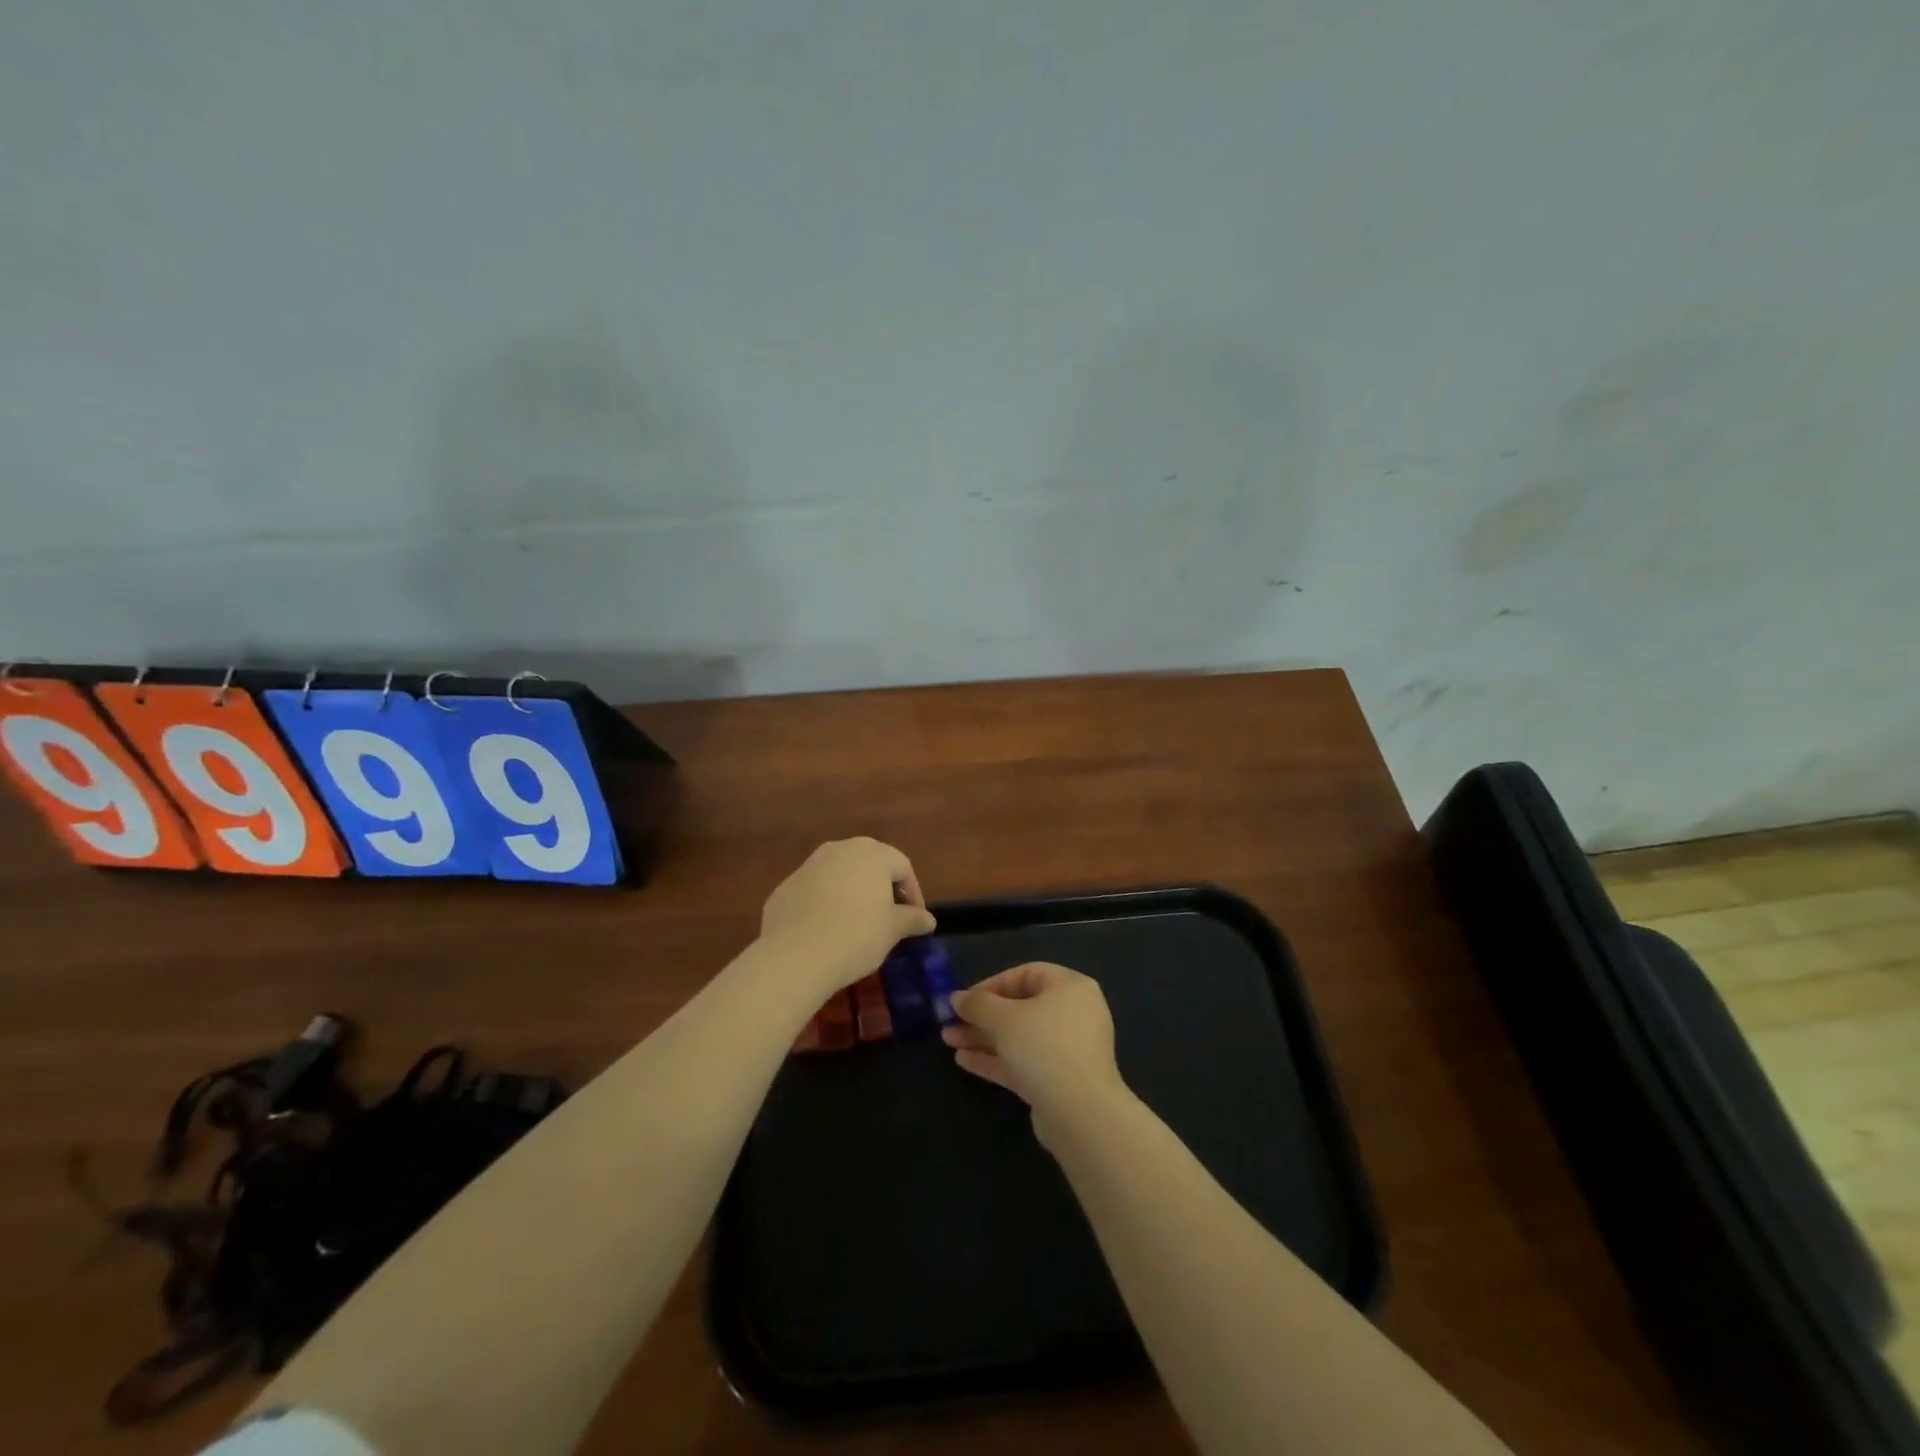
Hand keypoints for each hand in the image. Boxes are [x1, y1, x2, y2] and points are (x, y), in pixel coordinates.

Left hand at [759, 838, 935, 995]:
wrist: (795, 955)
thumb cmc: (856, 936)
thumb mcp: (892, 930)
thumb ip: (912, 919)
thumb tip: (928, 919)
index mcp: (872, 854)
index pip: (902, 867)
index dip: (913, 894)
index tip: (915, 920)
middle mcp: (841, 849)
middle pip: (871, 863)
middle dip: (883, 888)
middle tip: (889, 917)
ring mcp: (810, 864)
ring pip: (841, 874)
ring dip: (853, 892)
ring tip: (857, 923)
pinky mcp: (787, 885)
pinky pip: (816, 889)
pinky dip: (826, 903)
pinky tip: (827, 930)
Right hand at [942, 962, 1127, 1145]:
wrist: (1080, 1113)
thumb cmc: (1044, 1047)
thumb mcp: (1004, 1018)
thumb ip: (977, 1004)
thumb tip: (956, 997)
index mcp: (1070, 987)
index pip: (1026, 974)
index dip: (992, 984)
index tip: (965, 999)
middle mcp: (1073, 1013)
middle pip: (1021, 1007)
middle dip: (983, 1016)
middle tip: (950, 1021)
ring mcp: (1068, 1049)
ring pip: (1019, 1037)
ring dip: (984, 1038)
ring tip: (948, 1041)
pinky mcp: (1059, 1080)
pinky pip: (1024, 1061)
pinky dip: (997, 1059)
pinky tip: (964, 1061)